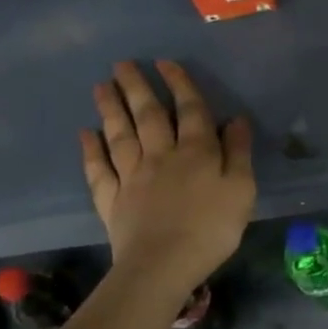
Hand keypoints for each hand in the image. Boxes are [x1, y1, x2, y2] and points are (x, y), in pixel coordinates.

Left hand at [80, 61, 254, 293]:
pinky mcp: (112, 200)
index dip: (179, 84)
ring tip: (100, 86)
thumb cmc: (211, 228)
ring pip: (120, 135)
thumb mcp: (241, 189)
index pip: (189, 110)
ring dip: (110, 109)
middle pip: (148, 115)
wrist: (162, 266)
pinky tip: (86, 134)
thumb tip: (235, 119)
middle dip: (136, 87)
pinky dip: (91, 150)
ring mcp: (132, 177)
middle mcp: (161, 155)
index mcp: (196, 151)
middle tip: (121, 64)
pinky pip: (99, 170)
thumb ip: (238, 152)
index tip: (164, 62)